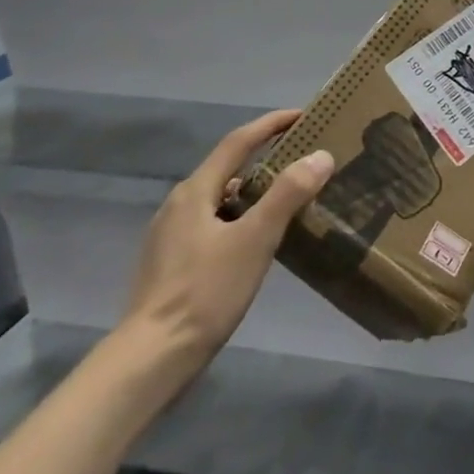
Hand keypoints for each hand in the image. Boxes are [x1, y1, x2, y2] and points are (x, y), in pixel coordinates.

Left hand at [112, 110, 333, 399]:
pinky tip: (256, 242)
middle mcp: (178, 205)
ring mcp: (170, 236)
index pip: (238, 142)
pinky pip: (212, 225)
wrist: (152, 358)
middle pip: (227, 169)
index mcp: (195, 191)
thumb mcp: (255, 239)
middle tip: (302, 161)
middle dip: (264, 159)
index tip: (302, 115)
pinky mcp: (171, 264)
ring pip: (219, 200)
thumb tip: (320, 155)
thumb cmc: (206, 292)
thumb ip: (288, 194)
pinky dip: (239, 219)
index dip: (270, 124)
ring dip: (252, 192)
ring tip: (287, 201)